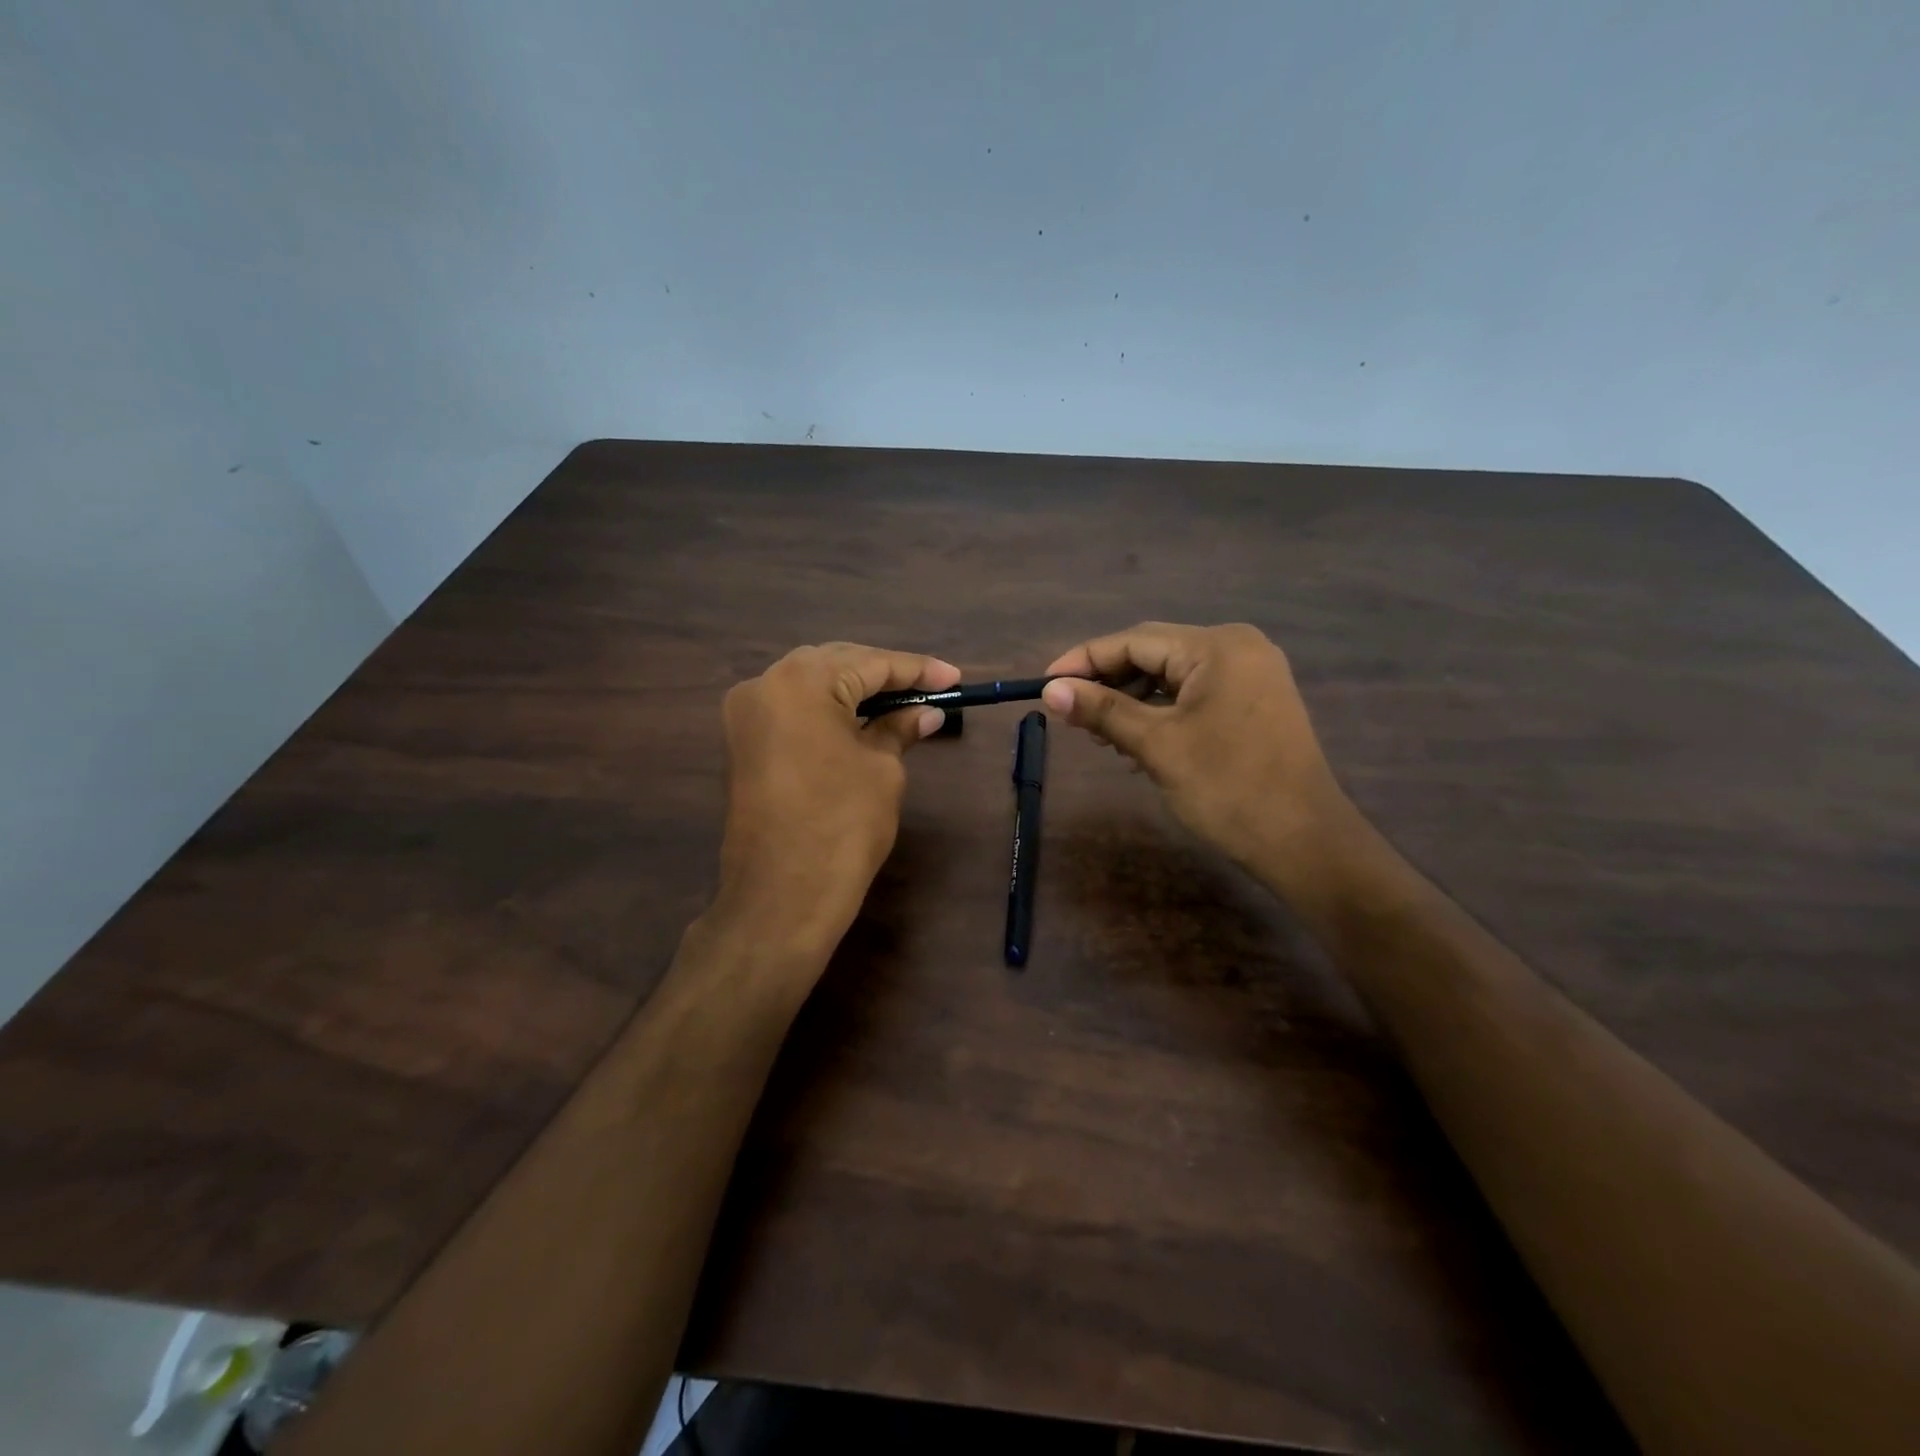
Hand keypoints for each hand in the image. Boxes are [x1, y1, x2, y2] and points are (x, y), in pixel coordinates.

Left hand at [717, 642, 959, 943]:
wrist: (782, 897)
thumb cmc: (842, 826)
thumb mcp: (882, 770)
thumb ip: (899, 728)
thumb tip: (926, 712)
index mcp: (801, 682)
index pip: (871, 663)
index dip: (918, 670)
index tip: (955, 678)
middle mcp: (764, 684)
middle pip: (837, 664)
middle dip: (885, 674)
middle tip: (931, 688)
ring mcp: (746, 713)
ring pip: (812, 684)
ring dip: (856, 689)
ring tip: (902, 700)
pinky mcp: (743, 742)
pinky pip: (794, 709)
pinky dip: (829, 709)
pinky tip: (862, 718)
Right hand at [1041, 623, 1354, 883]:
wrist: (1304, 843)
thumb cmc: (1228, 788)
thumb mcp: (1156, 746)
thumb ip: (1102, 710)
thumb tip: (1051, 690)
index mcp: (1217, 647)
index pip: (1135, 641)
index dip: (1085, 660)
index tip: (1045, 683)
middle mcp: (1238, 647)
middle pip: (1154, 653)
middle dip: (1109, 681)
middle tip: (1070, 712)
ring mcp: (1252, 674)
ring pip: (1173, 675)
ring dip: (1133, 699)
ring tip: (1101, 734)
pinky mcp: (1255, 701)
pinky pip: (1195, 693)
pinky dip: (1162, 711)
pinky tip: (1137, 738)